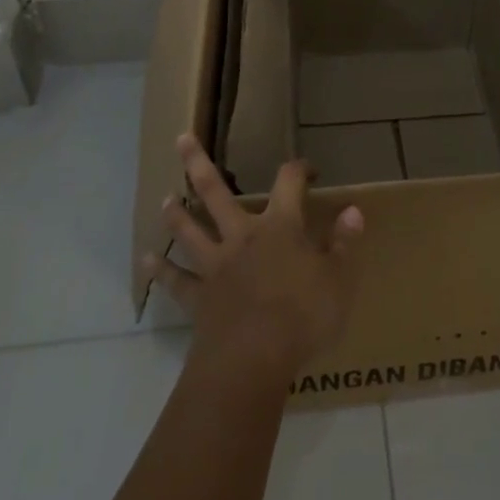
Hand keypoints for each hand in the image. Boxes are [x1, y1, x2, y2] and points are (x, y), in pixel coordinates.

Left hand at [146, 134, 363, 377]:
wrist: (253, 360)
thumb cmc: (303, 316)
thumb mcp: (339, 280)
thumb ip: (345, 244)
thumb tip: (353, 210)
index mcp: (280, 226)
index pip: (289, 182)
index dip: (299, 170)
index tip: (308, 170)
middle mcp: (242, 236)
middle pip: (215, 192)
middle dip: (198, 163)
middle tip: (181, 139)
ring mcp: (215, 266)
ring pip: (190, 232)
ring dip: (177, 214)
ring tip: (165, 198)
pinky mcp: (199, 299)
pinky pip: (177, 282)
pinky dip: (161, 271)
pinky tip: (146, 261)